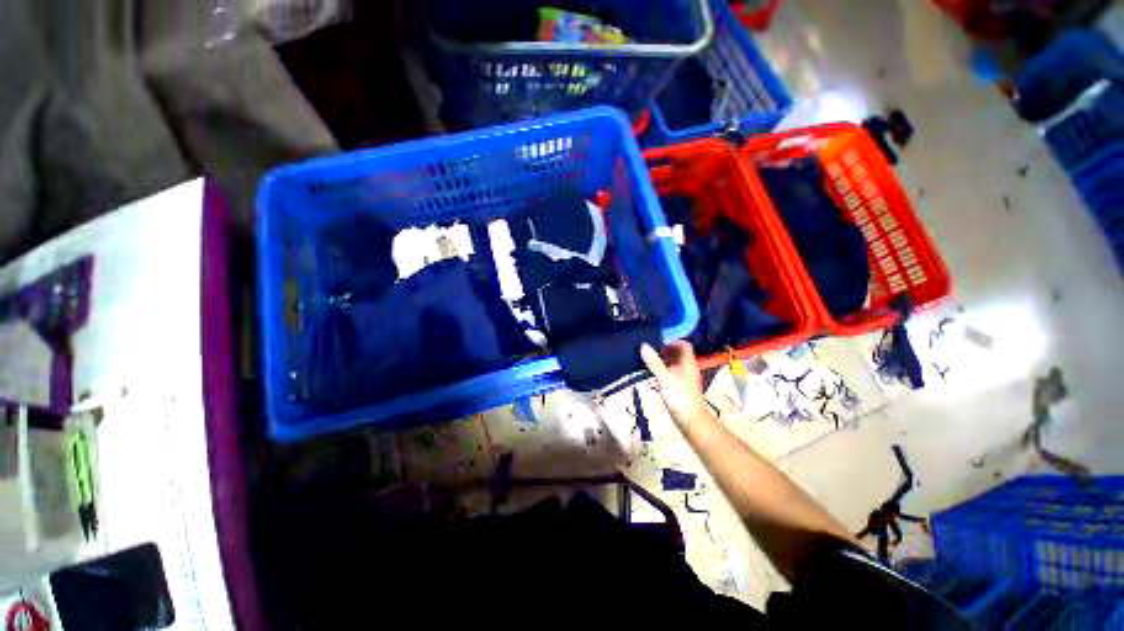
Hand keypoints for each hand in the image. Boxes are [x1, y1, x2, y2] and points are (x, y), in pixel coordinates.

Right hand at [640, 341, 708, 427]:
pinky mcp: (681, 387)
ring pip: (675, 364)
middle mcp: (688, 368)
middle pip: (679, 354)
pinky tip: (654, 376)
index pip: (684, 345)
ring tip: (650, 362)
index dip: (672, 341)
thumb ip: (654, 362)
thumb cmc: (679, 397)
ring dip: (664, 361)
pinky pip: (673, 373)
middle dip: (665, 351)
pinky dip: (664, 371)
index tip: (658, 343)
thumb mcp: (664, 378)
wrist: (691, 420)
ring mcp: (685, 378)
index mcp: (688, 363)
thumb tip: (643, 345)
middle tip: (651, 352)